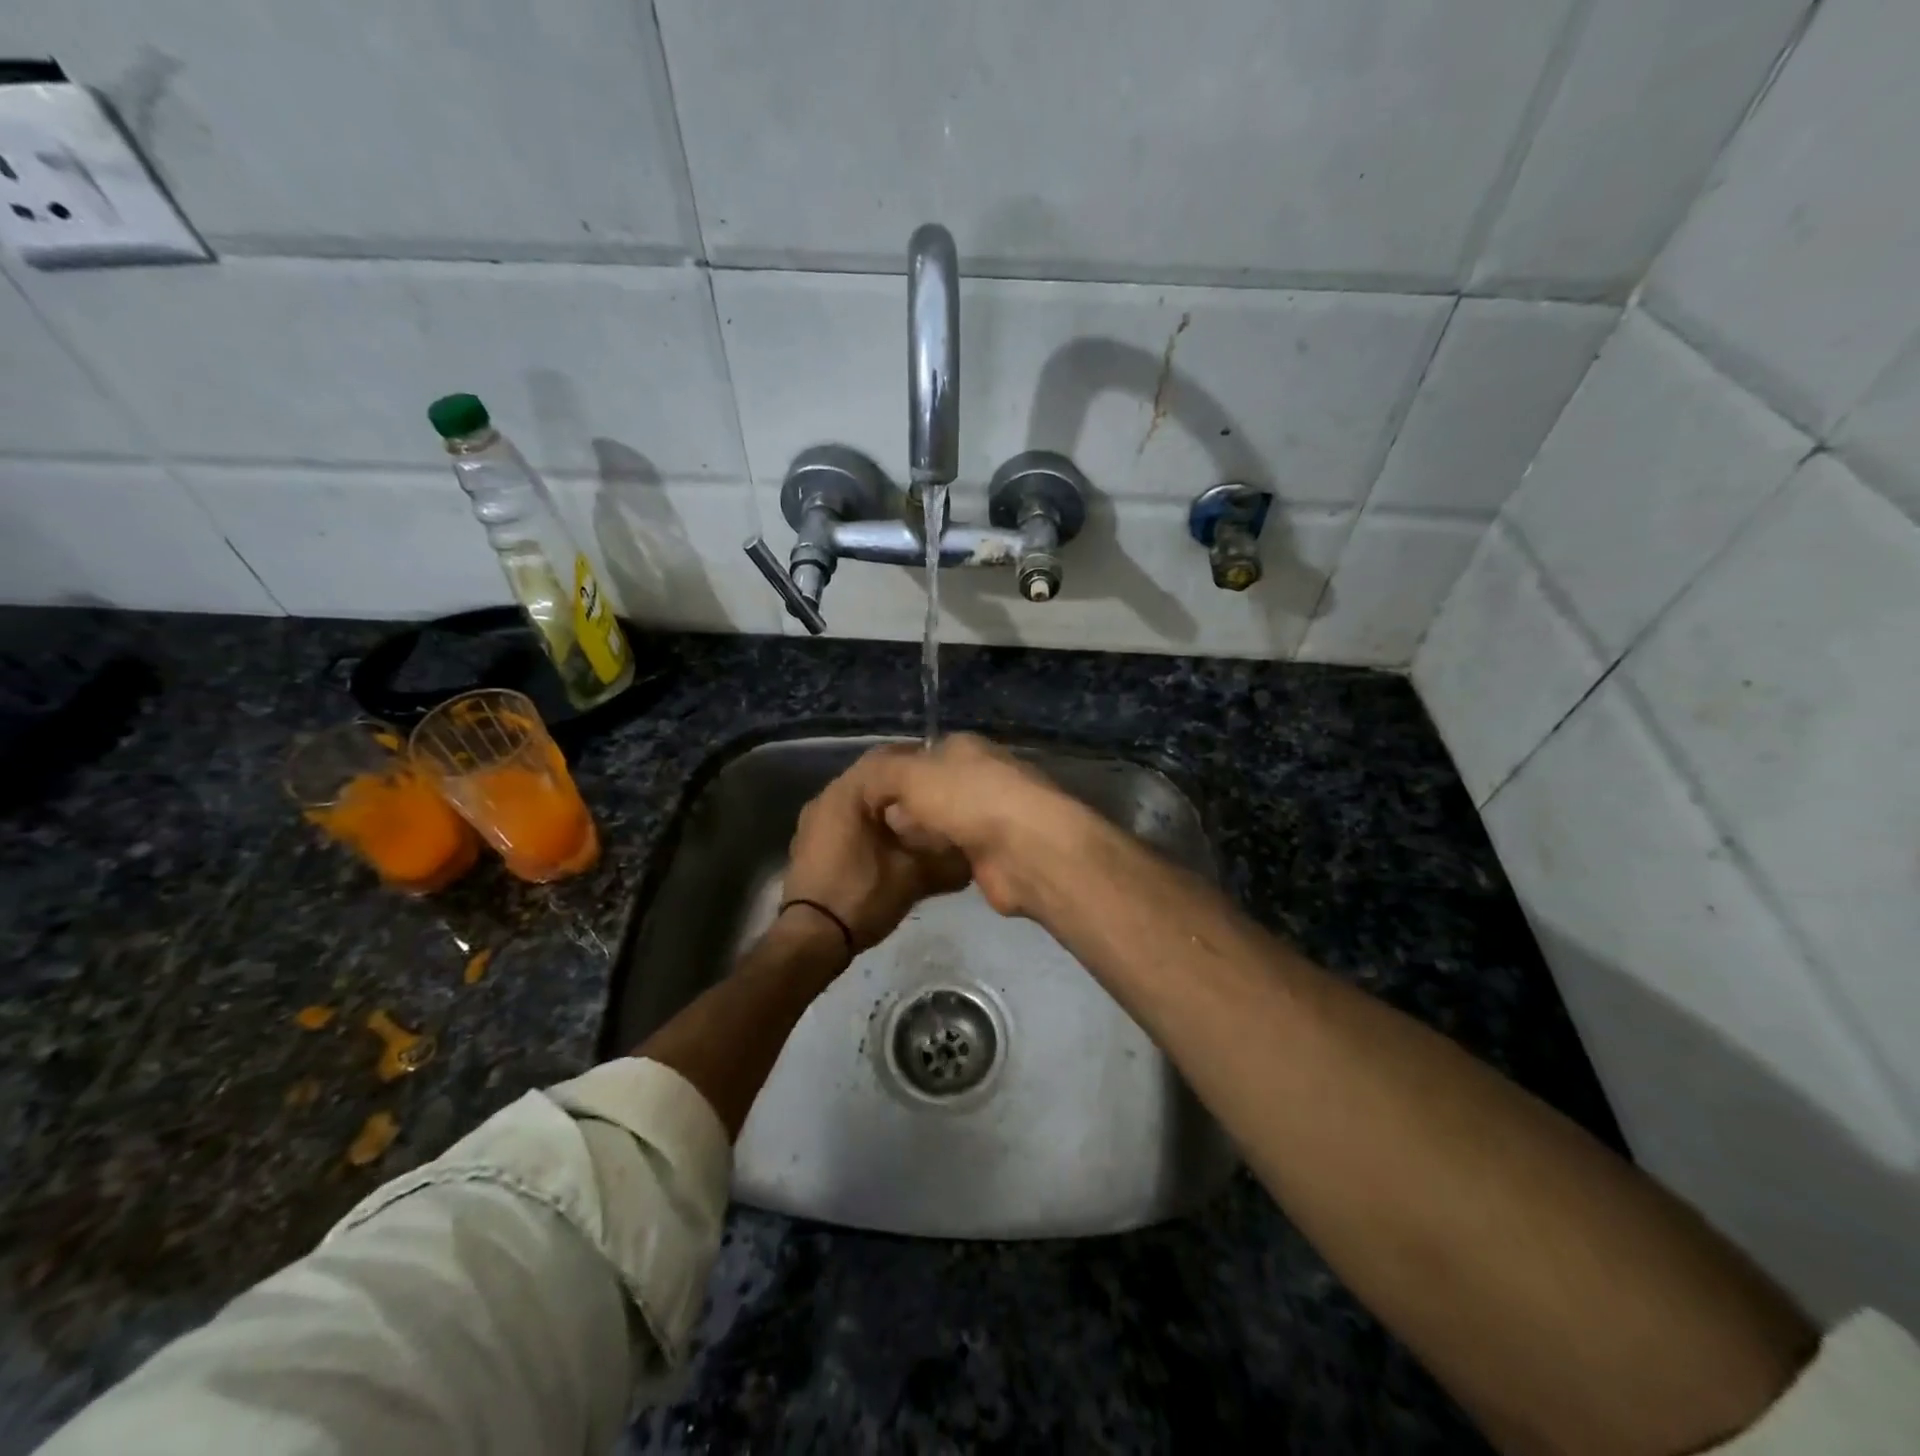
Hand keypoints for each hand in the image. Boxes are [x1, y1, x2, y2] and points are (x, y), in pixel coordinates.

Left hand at [781, 759, 971, 953]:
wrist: (811, 940)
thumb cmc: (861, 896)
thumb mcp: (913, 875)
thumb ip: (945, 857)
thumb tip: (973, 852)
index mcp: (846, 792)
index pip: (888, 757)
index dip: (920, 761)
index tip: (947, 771)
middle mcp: (825, 797)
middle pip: (873, 778)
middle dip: (906, 786)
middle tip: (939, 796)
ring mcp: (814, 821)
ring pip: (860, 800)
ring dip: (888, 806)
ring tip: (921, 819)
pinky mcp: (812, 842)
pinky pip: (847, 820)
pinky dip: (871, 823)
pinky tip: (894, 841)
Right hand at [848, 735, 1093, 917]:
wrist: (1025, 850)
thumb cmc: (967, 800)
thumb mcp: (910, 775)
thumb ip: (881, 775)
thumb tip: (873, 787)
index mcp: (965, 748)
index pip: (924, 753)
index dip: (896, 772)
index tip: (871, 796)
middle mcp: (981, 776)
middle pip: (932, 790)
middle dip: (906, 807)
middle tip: (877, 827)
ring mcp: (992, 816)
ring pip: (944, 823)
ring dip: (923, 835)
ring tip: (890, 850)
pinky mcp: (996, 853)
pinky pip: (957, 852)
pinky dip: (940, 859)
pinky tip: (918, 869)